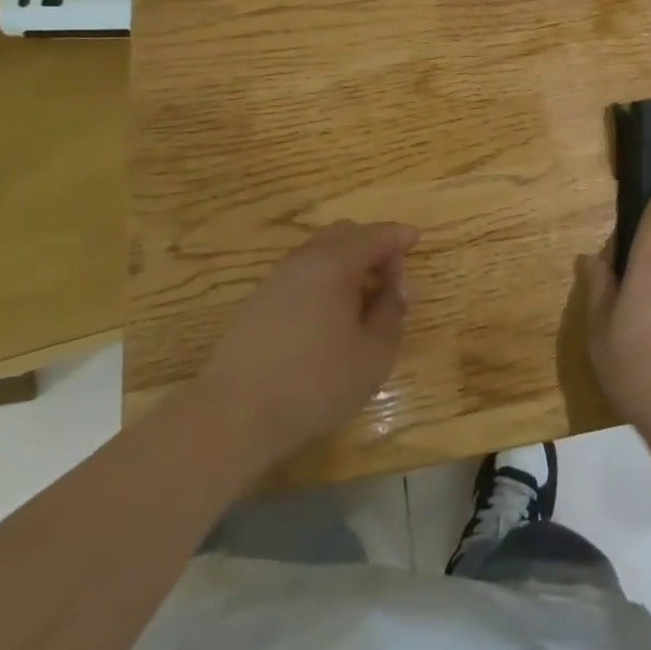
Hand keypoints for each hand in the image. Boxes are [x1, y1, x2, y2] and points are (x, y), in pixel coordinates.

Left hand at [203, 221, 418, 464]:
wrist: (234, 415)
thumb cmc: (314, 383)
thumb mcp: (374, 355)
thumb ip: (392, 313)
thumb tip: (396, 289)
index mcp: (336, 262)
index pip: (376, 235)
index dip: (400, 236)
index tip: (416, 240)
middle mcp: (305, 259)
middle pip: (347, 234)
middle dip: (374, 246)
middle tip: (391, 279)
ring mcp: (278, 277)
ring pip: (322, 251)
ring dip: (348, 263)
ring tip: (363, 299)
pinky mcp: (259, 300)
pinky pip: (303, 271)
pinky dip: (326, 277)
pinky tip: (330, 314)